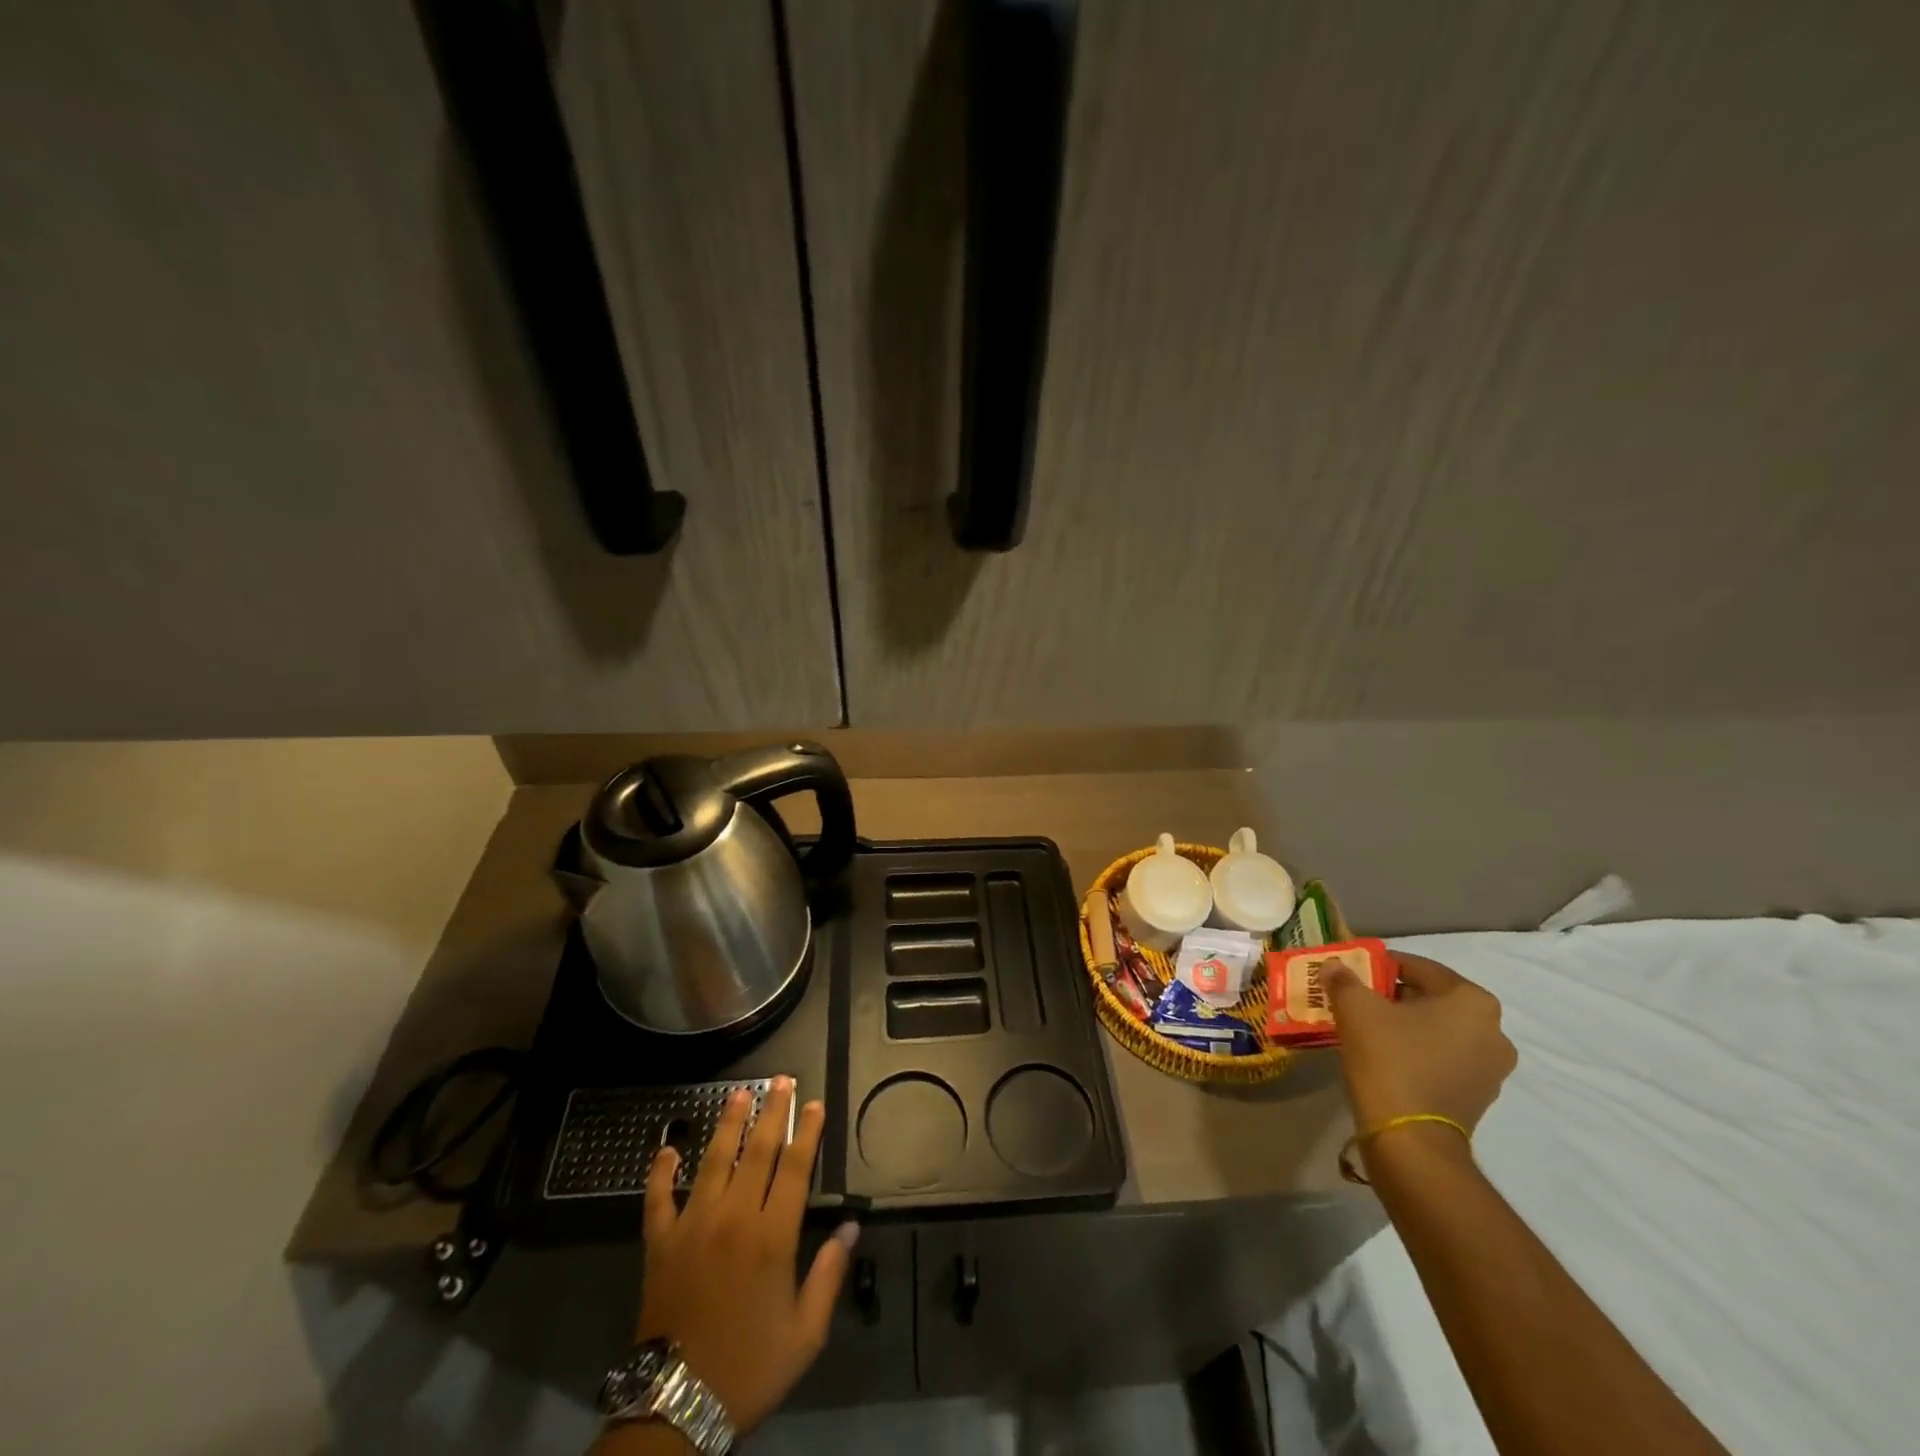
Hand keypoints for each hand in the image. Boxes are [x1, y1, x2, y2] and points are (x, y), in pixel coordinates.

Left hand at [636, 1078, 856, 1435]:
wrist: (677, 1407)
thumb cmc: (750, 1368)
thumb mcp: (805, 1332)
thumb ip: (828, 1274)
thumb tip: (850, 1226)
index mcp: (771, 1237)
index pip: (795, 1167)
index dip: (807, 1131)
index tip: (814, 1102)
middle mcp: (733, 1218)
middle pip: (757, 1151)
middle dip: (773, 1111)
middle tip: (781, 1079)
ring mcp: (692, 1226)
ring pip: (713, 1160)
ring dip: (728, 1124)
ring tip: (738, 1092)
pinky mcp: (660, 1244)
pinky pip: (658, 1198)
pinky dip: (660, 1172)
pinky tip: (667, 1148)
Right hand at [1324, 952, 1516, 1137]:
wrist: (1410, 1139)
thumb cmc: (1389, 1058)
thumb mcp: (1355, 1008)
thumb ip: (1343, 980)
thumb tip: (1334, 966)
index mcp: (1472, 1001)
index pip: (1420, 967)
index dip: (1382, 965)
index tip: (1355, 971)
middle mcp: (1493, 1031)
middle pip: (1433, 999)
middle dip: (1395, 995)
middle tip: (1358, 997)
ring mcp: (1491, 1069)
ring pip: (1439, 1030)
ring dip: (1407, 1025)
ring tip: (1368, 1027)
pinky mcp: (1478, 1097)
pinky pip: (1443, 1058)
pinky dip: (1417, 1051)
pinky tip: (1385, 1055)